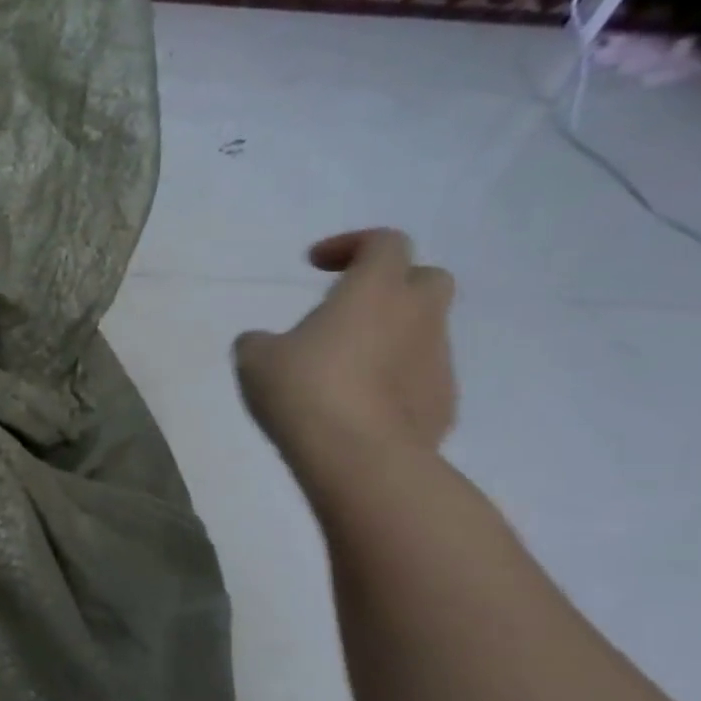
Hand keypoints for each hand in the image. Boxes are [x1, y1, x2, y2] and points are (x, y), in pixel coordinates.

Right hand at [234, 228, 457, 475]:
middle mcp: (418, 316)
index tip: (316, 265)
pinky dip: (396, 382)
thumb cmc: (304, 391)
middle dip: (393, 286)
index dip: (351, 245)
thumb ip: (261, 341)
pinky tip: (361, 408)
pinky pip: (421, 379)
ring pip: (424, 333)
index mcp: (375, 290)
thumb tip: (266, 343)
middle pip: (426, 279)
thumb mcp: (256, 359)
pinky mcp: (444, 404)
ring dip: (391, 339)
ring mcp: (438, 362)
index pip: (384, 242)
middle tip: (351, 310)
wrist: (359, 458)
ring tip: (347, 370)